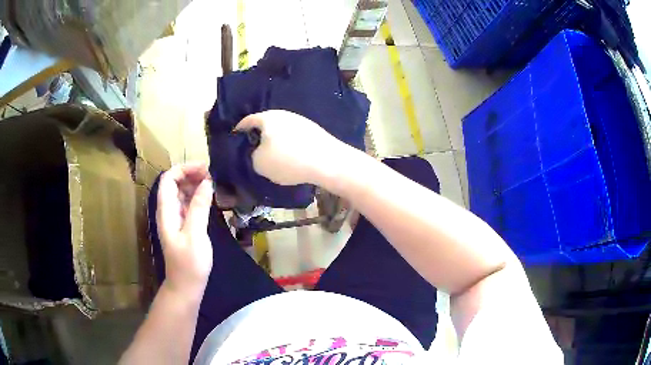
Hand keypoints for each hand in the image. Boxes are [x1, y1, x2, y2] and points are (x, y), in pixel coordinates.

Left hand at [156, 163, 213, 298]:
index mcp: (166, 211)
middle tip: (213, 175)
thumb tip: (207, 182)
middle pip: (174, 183)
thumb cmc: (189, 264)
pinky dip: (197, 197)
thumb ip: (199, 207)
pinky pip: (187, 204)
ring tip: (214, 183)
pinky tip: (210, 198)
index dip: (184, 169)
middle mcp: (168, 211)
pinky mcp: (182, 225)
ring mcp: (174, 218)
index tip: (205, 169)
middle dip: (191, 174)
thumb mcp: (195, 235)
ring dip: (195, 184)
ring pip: (181, 193)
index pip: (168, 179)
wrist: (185, 286)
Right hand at [235, 110, 349, 185]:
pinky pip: (295, 137)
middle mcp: (284, 114)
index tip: (235, 137)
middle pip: (266, 124)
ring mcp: (300, 121)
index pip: (248, 121)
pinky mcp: (313, 131)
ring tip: (273, 156)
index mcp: (267, 118)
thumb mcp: (259, 163)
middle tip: (253, 149)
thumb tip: (259, 152)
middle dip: (259, 135)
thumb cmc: (287, 160)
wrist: (327, 161)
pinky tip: (291, 157)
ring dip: (275, 141)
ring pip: (281, 130)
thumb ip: (253, 155)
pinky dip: (290, 145)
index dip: (239, 130)